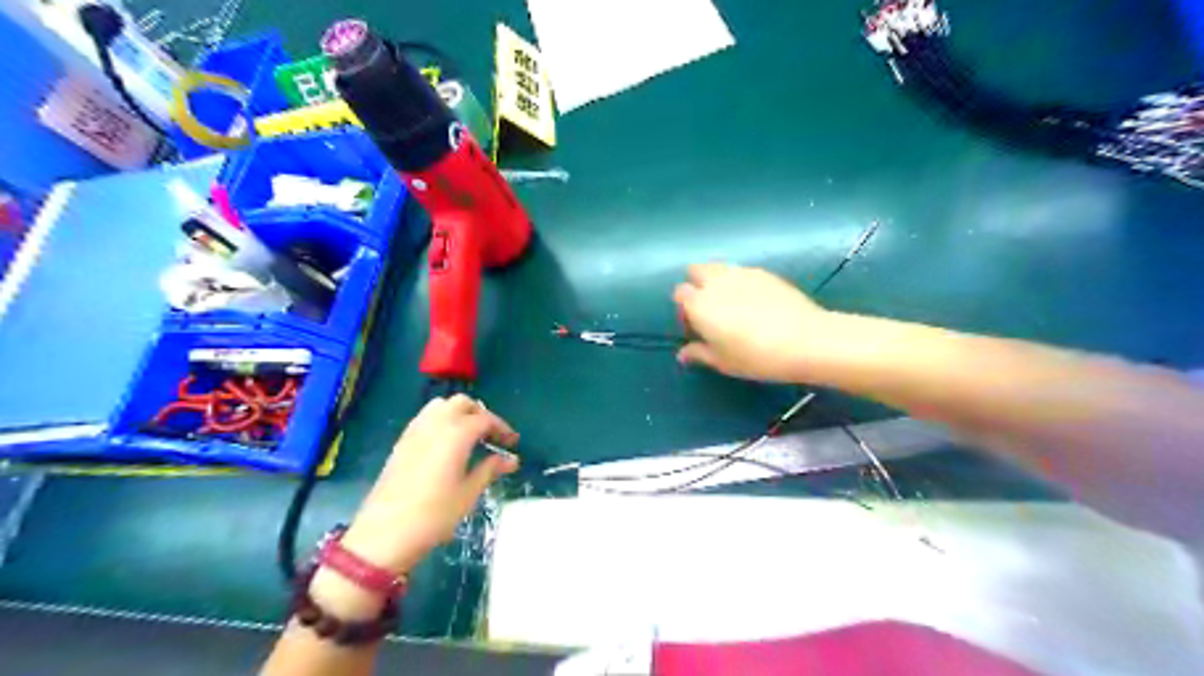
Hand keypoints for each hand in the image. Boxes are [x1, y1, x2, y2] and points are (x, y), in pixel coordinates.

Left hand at [336, 395, 518, 574]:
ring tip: (471, 436)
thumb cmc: (433, 515)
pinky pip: (425, 418)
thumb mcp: (468, 494)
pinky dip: (442, 421)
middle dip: (481, 414)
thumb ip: (490, 470)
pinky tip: (447, 445)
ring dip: (459, 413)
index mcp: (456, 434)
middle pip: (462, 404)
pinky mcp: (401, 442)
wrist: (383, 535)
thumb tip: (511, 459)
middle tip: (492, 436)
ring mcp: (414, 431)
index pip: (485, 419)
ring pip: (441, 406)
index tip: (513, 443)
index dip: (502, 428)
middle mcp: (435, 424)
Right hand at [673, 262, 833, 383]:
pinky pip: (744, 272)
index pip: (680, 294)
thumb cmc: (756, 356)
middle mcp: (716, 282)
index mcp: (699, 303)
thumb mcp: (723, 362)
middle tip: (711, 310)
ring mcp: (742, 273)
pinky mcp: (765, 273)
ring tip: (734, 305)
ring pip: (720, 268)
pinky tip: (757, 304)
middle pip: (696, 270)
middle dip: (697, 285)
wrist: (805, 340)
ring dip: (718, 281)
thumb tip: (683, 354)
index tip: (696, 327)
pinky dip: (742, 283)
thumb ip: (699, 353)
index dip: (685, 309)